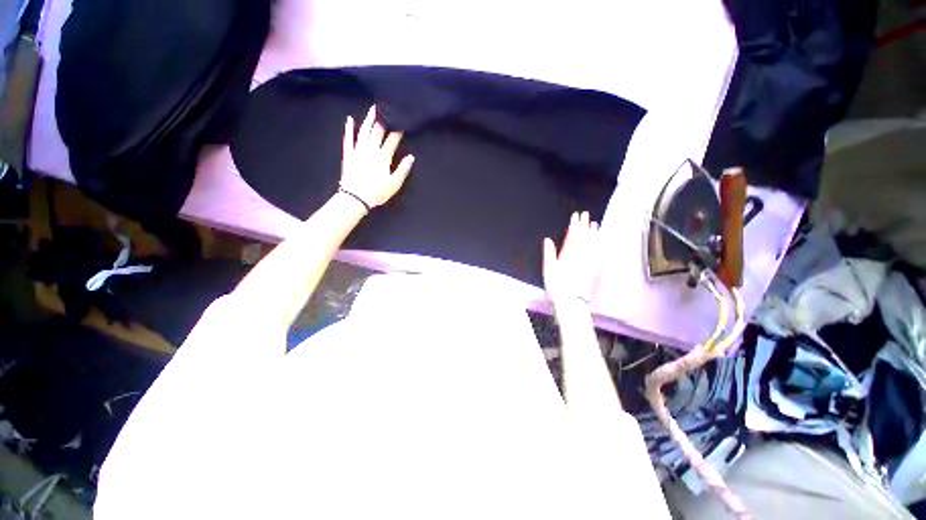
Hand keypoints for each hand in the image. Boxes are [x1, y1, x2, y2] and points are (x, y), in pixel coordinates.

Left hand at [339, 105, 415, 209]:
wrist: (355, 197)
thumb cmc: (377, 192)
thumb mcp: (394, 184)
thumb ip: (403, 169)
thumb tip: (411, 156)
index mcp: (383, 157)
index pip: (392, 140)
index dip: (398, 129)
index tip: (402, 119)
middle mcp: (371, 149)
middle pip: (378, 131)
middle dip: (383, 118)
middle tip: (387, 106)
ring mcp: (358, 150)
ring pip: (364, 131)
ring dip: (368, 119)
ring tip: (372, 108)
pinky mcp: (348, 154)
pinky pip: (349, 139)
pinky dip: (349, 129)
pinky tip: (350, 119)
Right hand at [543, 212, 601, 305]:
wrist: (571, 301)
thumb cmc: (557, 285)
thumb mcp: (548, 269)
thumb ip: (549, 253)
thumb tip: (548, 240)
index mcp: (568, 254)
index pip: (572, 236)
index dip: (574, 225)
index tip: (575, 216)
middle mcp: (580, 256)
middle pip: (583, 237)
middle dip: (584, 225)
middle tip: (586, 215)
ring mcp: (588, 262)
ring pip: (593, 244)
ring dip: (594, 233)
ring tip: (595, 224)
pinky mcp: (594, 269)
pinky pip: (599, 255)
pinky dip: (601, 247)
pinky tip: (603, 243)